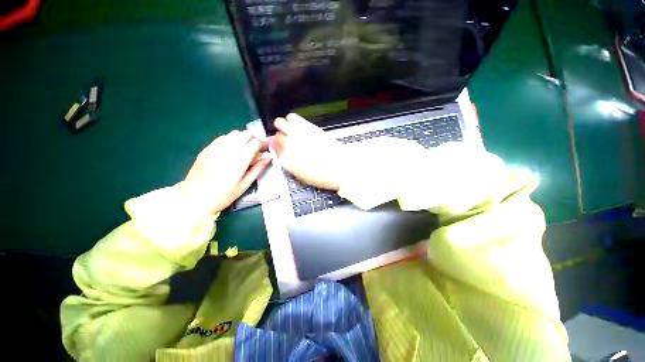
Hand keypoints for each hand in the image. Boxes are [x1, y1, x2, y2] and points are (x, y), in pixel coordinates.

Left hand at [181, 130, 270, 215]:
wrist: (193, 200)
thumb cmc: (223, 196)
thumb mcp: (244, 185)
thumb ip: (257, 169)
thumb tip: (268, 157)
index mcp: (238, 162)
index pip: (254, 143)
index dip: (263, 144)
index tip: (265, 150)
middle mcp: (226, 151)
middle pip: (245, 134)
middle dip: (254, 140)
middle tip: (256, 150)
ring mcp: (214, 149)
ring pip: (233, 133)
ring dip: (242, 139)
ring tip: (244, 150)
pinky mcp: (205, 149)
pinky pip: (222, 138)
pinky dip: (231, 140)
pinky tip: (230, 151)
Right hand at [271, 113, 345, 190]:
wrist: (341, 168)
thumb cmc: (323, 175)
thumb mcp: (301, 176)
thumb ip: (288, 163)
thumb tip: (280, 153)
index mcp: (287, 161)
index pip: (274, 149)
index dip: (278, 148)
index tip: (281, 147)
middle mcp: (289, 146)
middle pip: (276, 135)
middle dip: (280, 137)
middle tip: (287, 139)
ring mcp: (298, 134)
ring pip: (281, 122)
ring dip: (284, 126)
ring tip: (292, 131)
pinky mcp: (308, 126)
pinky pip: (293, 117)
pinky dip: (293, 120)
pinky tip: (298, 126)